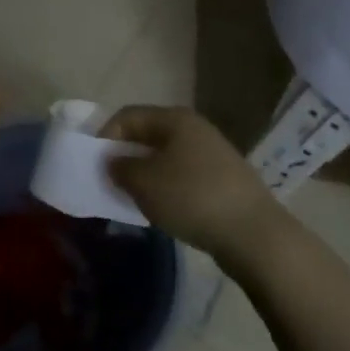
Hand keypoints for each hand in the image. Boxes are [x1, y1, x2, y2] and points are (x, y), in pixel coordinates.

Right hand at [101, 106, 282, 259]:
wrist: (255, 235)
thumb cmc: (192, 198)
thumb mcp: (144, 182)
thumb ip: (120, 168)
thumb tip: (114, 162)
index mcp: (175, 119)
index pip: (128, 116)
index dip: (106, 135)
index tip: (95, 163)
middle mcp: (195, 129)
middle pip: (149, 135)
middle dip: (126, 156)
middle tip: (111, 181)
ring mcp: (214, 154)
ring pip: (167, 157)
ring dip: (146, 174)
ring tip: (135, 198)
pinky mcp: (225, 180)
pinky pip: (185, 176)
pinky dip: (168, 188)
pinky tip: (165, 209)